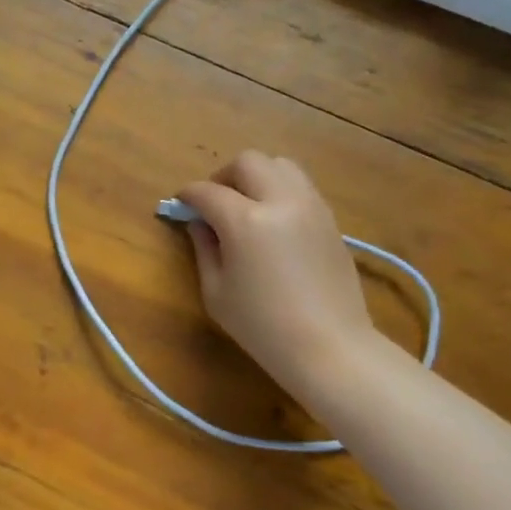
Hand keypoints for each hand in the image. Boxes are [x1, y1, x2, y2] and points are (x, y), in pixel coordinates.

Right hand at [177, 151, 375, 402]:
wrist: (329, 347)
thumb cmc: (262, 327)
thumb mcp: (216, 292)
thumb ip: (204, 249)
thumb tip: (199, 223)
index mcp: (245, 221)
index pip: (207, 191)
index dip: (188, 196)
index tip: (180, 205)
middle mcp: (281, 201)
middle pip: (247, 162)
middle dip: (223, 176)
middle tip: (213, 203)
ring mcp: (311, 206)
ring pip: (280, 165)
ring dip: (256, 176)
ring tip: (246, 205)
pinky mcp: (330, 219)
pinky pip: (301, 186)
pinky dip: (280, 190)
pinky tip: (272, 221)